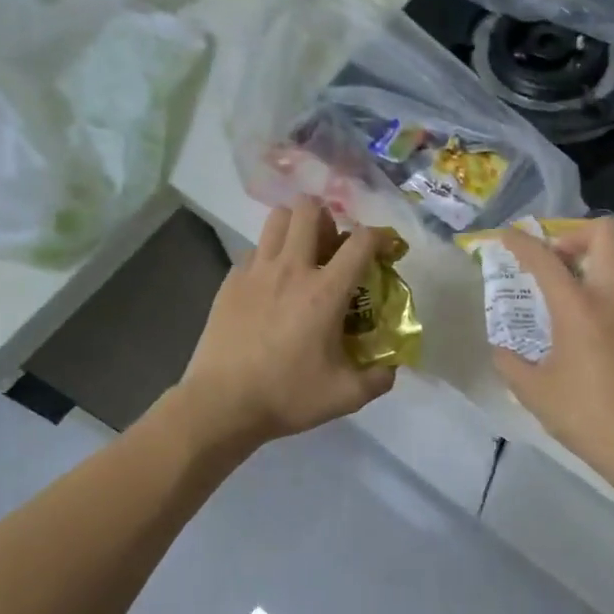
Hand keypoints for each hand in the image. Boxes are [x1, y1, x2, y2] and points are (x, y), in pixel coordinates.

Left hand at [176, 197, 395, 448]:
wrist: (221, 404)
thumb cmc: (287, 396)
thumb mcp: (345, 396)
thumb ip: (378, 379)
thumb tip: (392, 367)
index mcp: (325, 292)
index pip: (360, 241)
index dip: (380, 236)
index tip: (386, 249)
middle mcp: (291, 269)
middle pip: (310, 209)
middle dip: (328, 217)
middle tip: (333, 247)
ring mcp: (256, 271)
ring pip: (277, 219)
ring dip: (296, 227)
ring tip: (302, 254)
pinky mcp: (230, 281)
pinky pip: (254, 250)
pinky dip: (269, 256)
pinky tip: (271, 285)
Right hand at [492, 217, 613, 478]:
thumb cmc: (586, 417)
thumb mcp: (534, 392)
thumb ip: (510, 363)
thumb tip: (502, 349)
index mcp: (577, 309)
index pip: (545, 258)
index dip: (521, 242)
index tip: (509, 237)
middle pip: (606, 231)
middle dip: (578, 233)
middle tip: (562, 257)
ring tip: (596, 272)